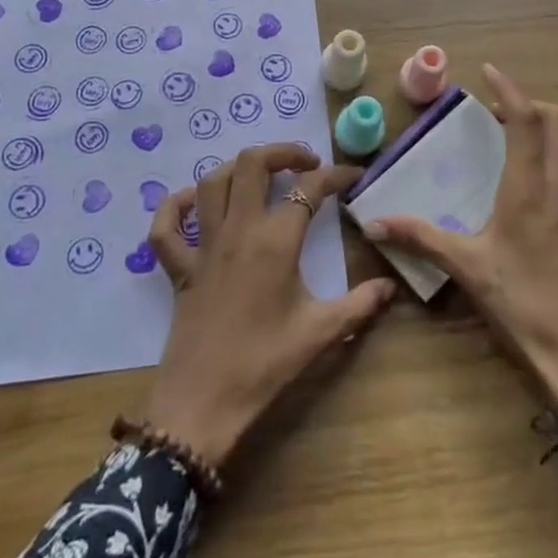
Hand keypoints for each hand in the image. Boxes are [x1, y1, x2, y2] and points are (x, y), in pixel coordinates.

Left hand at [141, 144, 395, 467]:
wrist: (203, 404)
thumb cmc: (264, 365)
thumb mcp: (320, 333)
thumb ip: (359, 304)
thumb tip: (390, 286)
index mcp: (275, 241)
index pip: (310, 189)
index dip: (336, 175)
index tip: (354, 176)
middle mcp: (238, 230)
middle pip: (252, 164)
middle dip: (282, 152)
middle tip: (305, 163)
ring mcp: (203, 245)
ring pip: (211, 182)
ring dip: (237, 168)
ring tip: (260, 176)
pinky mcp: (178, 267)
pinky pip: (166, 226)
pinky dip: (175, 207)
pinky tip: (194, 205)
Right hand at [365, 66, 557, 436]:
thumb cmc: (524, 305)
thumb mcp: (467, 268)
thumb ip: (421, 237)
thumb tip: (372, 222)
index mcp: (528, 188)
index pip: (525, 120)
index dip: (509, 89)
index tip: (489, 73)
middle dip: (534, 107)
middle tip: (506, 117)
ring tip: (539, 142)